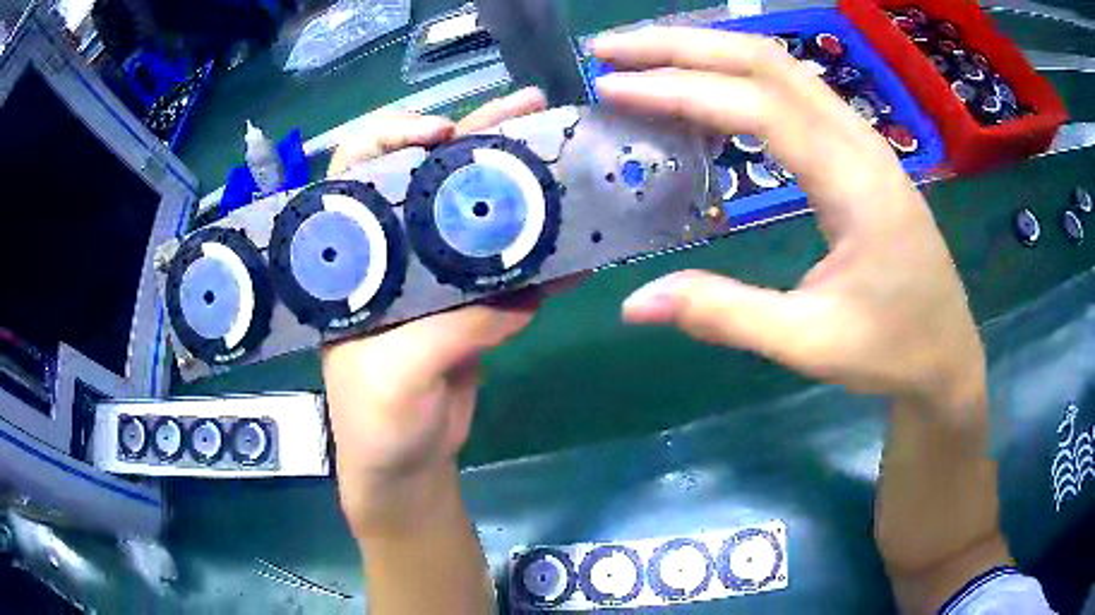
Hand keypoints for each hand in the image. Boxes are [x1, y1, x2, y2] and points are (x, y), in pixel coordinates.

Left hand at [322, 88, 548, 536]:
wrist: (407, 464)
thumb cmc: (375, 422)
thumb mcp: (394, 378)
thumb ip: (448, 331)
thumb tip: (518, 297)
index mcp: (353, 260)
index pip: (358, 172)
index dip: (395, 138)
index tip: (444, 133)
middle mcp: (392, 253)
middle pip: (428, 175)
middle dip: (476, 136)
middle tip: (527, 107)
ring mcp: (436, 275)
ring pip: (475, 212)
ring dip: (518, 181)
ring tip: (561, 150)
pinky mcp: (472, 303)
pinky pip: (509, 267)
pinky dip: (543, 254)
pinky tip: (576, 239)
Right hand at [593, 28, 984, 414]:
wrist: (946, 353)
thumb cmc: (891, 350)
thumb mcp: (809, 343)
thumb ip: (725, 316)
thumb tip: (635, 304)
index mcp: (855, 183)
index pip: (758, 106)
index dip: (679, 89)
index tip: (613, 87)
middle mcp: (860, 142)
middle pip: (766, 61)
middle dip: (683, 46)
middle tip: (612, 51)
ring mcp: (863, 141)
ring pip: (780, 68)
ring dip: (709, 52)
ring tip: (646, 59)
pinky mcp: (859, 151)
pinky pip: (793, 92)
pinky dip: (739, 77)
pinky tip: (707, 90)